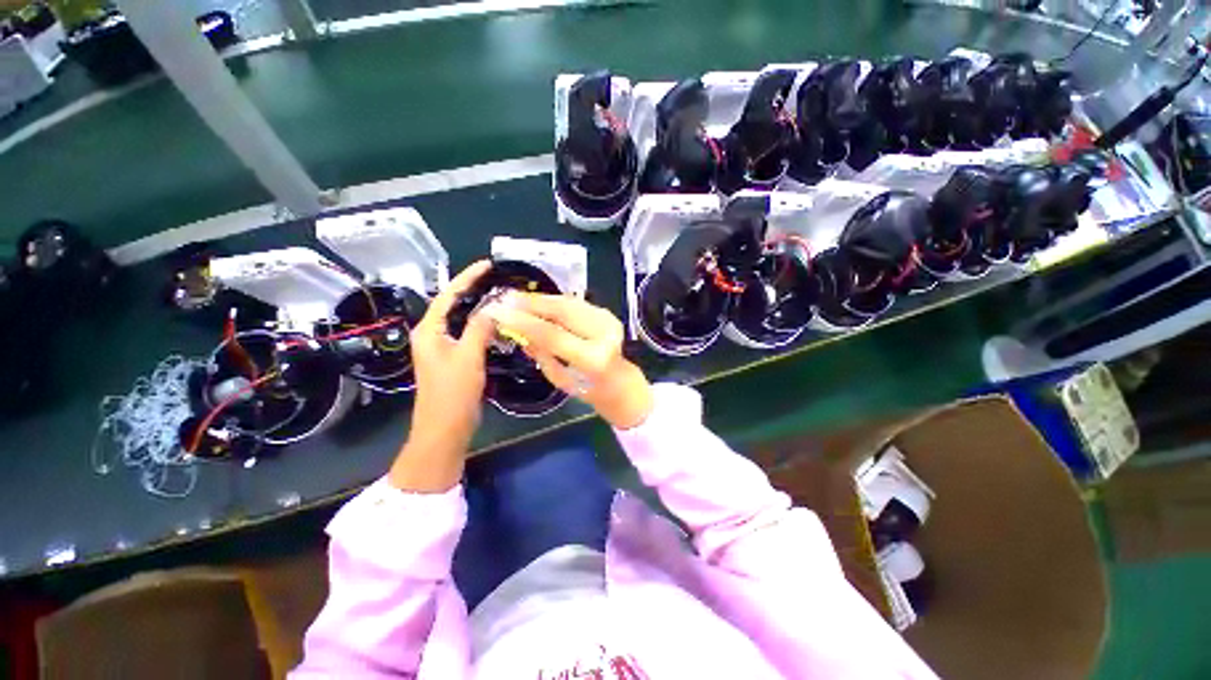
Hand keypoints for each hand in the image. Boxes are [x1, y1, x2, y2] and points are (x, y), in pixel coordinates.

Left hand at [389, 261, 495, 491]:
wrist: (444, 430)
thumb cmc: (452, 394)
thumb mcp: (468, 357)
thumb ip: (480, 328)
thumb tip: (495, 306)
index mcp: (428, 331)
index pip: (448, 295)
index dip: (467, 278)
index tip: (487, 264)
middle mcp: (432, 335)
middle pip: (453, 304)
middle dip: (474, 289)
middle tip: (498, 278)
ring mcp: (442, 347)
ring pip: (462, 319)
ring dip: (479, 307)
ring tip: (501, 295)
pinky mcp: (454, 358)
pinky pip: (468, 333)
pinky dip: (482, 324)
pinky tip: (498, 322)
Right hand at [486, 294, 653, 429]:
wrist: (619, 381)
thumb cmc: (586, 388)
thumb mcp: (559, 379)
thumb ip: (541, 353)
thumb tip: (517, 329)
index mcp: (593, 359)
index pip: (553, 335)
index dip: (523, 322)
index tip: (498, 312)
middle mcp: (604, 335)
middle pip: (562, 311)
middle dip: (531, 303)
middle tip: (504, 298)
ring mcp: (608, 320)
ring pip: (568, 302)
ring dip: (541, 299)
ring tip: (516, 297)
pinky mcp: (607, 313)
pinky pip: (575, 303)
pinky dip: (554, 300)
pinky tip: (537, 300)